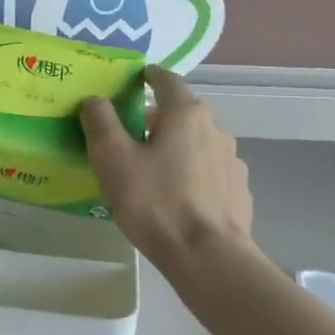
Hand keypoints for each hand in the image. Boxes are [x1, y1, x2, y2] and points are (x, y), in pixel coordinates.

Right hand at [80, 66, 254, 266]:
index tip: (133, 81)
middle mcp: (215, 129)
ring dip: (176, 148)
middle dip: (158, 118)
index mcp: (186, 113)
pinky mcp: (239, 191)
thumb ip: (101, 122)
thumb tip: (96, 100)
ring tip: (153, 172)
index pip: (167, 80)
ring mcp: (232, 161)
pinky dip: (193, 175)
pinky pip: (210, 172)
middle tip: (130, 136)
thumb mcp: (113, 159)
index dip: (148, 77)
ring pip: (197, 144)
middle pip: (182, 113)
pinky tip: (178, 197)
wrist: (207, 257)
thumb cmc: (155, 202)